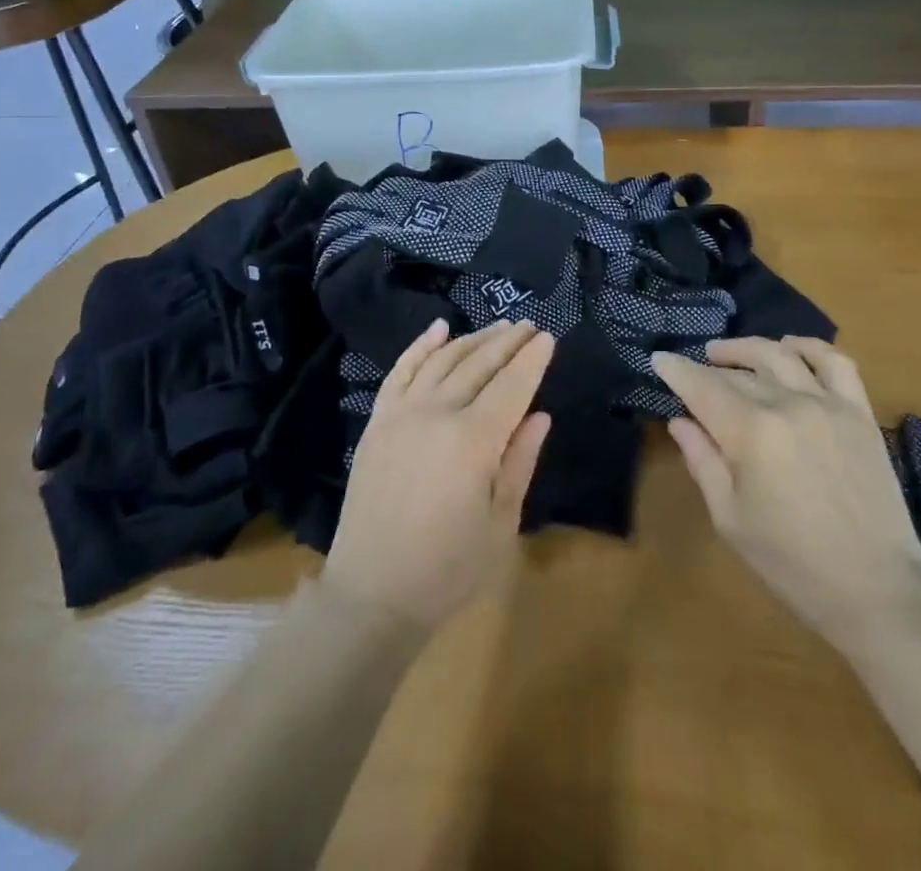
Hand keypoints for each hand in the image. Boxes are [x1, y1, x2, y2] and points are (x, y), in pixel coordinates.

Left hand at [323, 319, 553, 626]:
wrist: (372, 593)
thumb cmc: (448, 569)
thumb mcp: (500, 523)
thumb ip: (520, 462)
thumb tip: (540, 415)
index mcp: (474, 440)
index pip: (512, 386)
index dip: (532, 360)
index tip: (548, 337)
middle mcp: (437, 413)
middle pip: (479, 364)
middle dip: (507, 342)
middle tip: (528, 326)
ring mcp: (402, 413)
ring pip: (443, 360)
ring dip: (473, 339)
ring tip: (497, 327)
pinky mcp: (378, 421)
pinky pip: (401, 371)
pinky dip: (421, 346)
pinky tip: (439, 329)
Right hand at [652, 337, 920, 650]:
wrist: (879, 592)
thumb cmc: (793, 564)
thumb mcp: (730, 519)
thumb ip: (702, 461)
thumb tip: (680, 420)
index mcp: (750, 433)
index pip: (702, 386)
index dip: (676, 370)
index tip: (658, 359)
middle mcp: (787, 405)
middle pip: (737, 372)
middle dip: (707, 368)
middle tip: (691, 373)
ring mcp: (828, 404)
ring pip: (779, 355)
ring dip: (746, 348)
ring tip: (726, 353)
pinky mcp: (859, 413)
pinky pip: (834, 362)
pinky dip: (808, 347)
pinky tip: (790, 349)